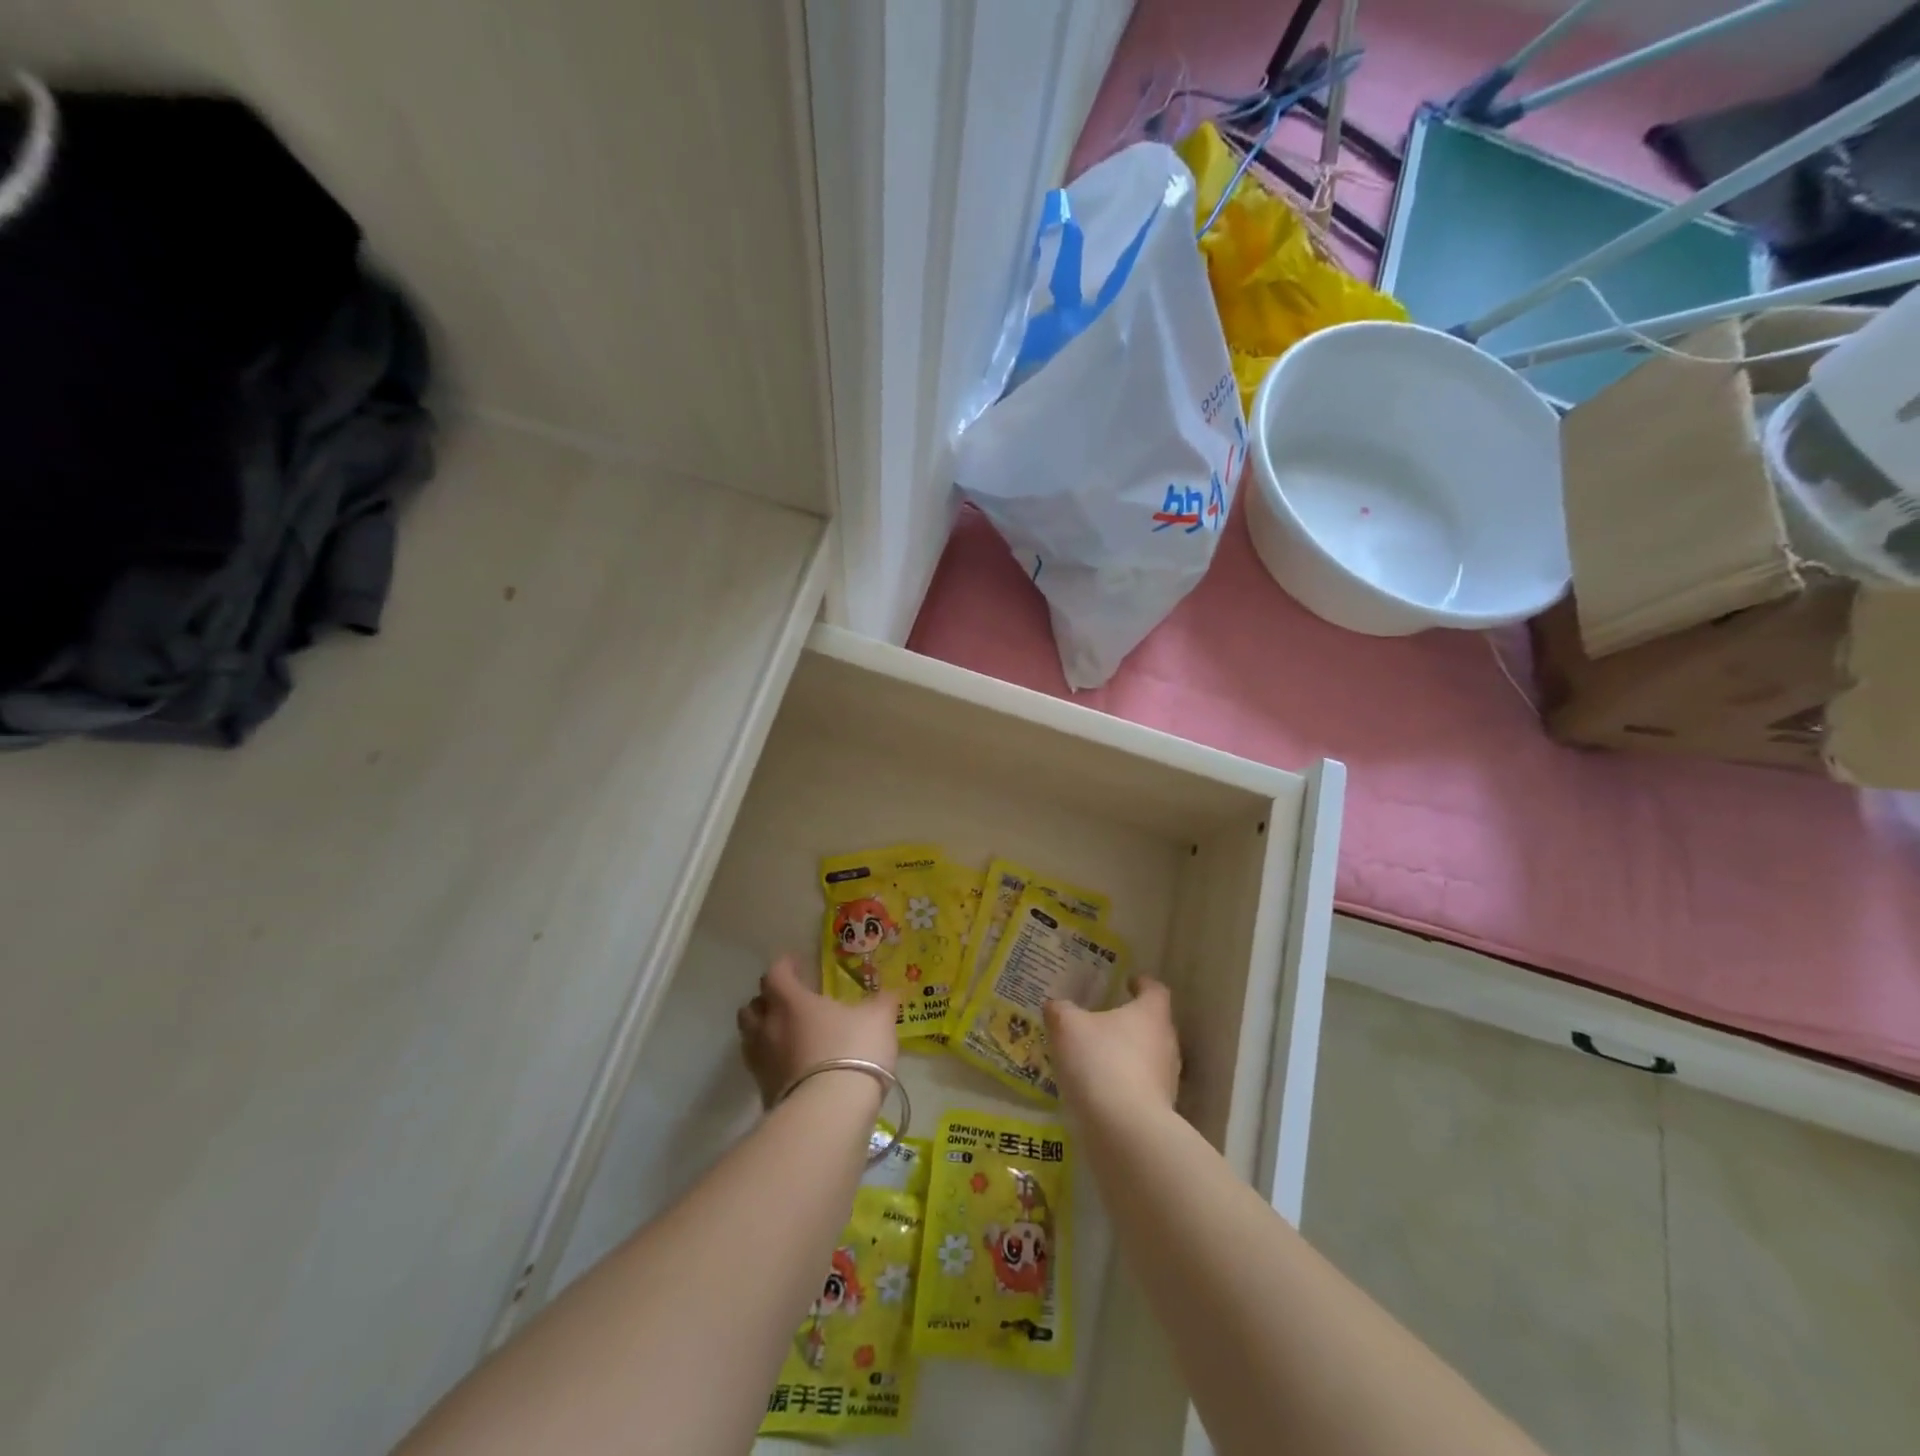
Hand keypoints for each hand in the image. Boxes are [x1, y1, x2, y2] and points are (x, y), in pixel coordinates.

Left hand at [737, 954, 898, 1106]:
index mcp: (792, 1002)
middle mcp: (769, 1028)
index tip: (796, 965)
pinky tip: (792, 1066)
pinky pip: (760, 1068)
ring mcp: (762, 1062)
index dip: (784, 966)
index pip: (775, 974)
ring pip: (749, 1037)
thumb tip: (890, 992)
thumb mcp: (878, 1020)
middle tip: (787, 1002)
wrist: (830, 1113)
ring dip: (762, 1031)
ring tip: (786, 1034)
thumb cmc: (853, 1051)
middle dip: (765, 1001)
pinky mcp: (763, 1093)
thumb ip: (882, 1003)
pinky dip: (771, 1062)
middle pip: (751, 1007)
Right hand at [1046, 976, 1181, 1117]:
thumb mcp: (1067, 1027)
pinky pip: (1142, 1087)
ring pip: (1149, 1057)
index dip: (1141, 983)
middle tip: (1104, 1020)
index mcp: (1151, 1014)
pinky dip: (1125, 1083)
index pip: (1155, 990)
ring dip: (1128, 1055)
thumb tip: (1056, 1006)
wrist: (1125, 1131)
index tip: (1127, 982)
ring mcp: (1168, 1079)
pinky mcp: (1161, 1110)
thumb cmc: (1100, 1062)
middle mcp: (1167, 1042)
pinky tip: (1101, 1089)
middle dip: (1131, 1021)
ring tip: (1099, 1057)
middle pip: (1153, 1024)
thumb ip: (1060, 1011)